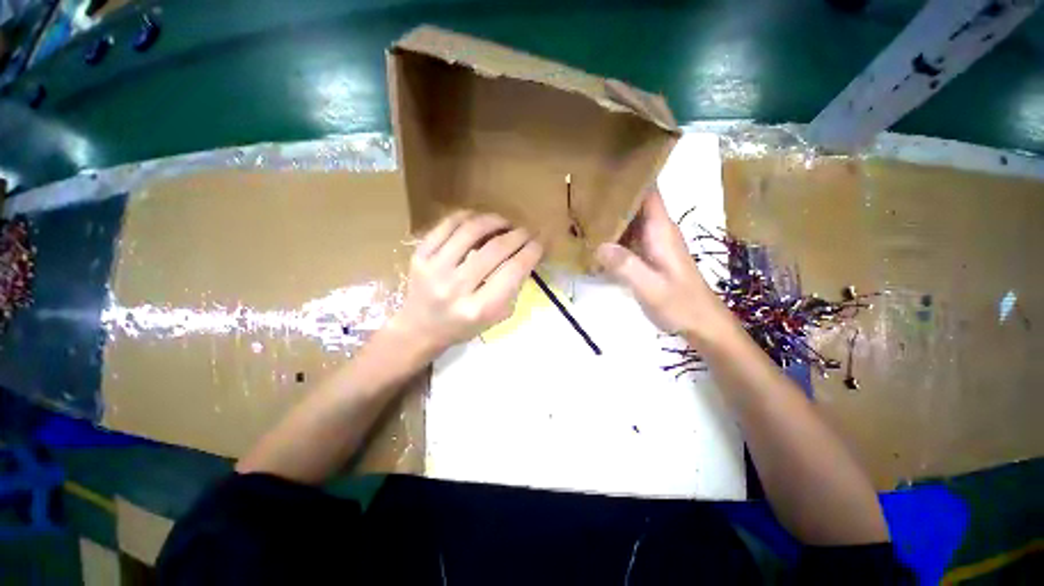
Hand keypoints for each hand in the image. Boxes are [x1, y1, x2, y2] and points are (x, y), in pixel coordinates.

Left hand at [390, 211, 542, 355]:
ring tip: (505, 222)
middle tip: (526, 231)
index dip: (531, 251)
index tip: (540, 243)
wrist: (420, 328)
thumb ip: (513, 288)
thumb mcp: (495, 317)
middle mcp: (456, 288)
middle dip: (518, 235)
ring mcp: (434, 269)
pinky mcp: (420, 256)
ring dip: (494, 220)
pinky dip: (467, 217)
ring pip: (470, 231)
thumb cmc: (463, 326)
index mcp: (479, 309)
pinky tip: (478, 219)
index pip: (513, 271)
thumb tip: (527, 254)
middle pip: (495, 249)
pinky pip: (447, 225)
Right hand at [596, 188, 735, 345]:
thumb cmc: (680, 304)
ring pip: (629, 221)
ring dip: (610, 215)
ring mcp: (653, 244)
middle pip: (634, 203)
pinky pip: (627, 238)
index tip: (604, 168)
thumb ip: (625, 266)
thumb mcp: (650, 287)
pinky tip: (593, 239)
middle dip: (611, 195)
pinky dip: (612, 235)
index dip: (631, 176)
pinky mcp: (649, 257)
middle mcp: (657, 231)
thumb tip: (598, 245)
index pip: (648, 191)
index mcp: (660, 230)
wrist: (702, 325)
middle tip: (581, 190)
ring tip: (581, 210)